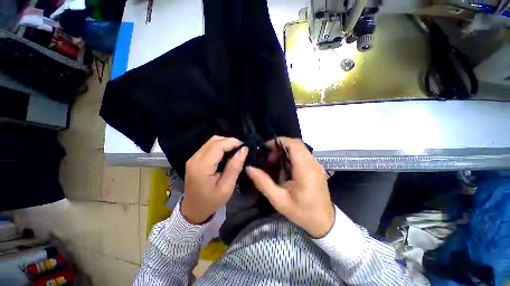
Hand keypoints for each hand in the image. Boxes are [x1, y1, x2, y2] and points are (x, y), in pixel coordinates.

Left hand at [182, 136, 247, 223]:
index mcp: (202, 166)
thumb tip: (243, 150)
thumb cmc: (211, 201)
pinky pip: (209, 147)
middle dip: (229, 141)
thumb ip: (234, 167)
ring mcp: (193, 158)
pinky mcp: (195, 159)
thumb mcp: (226, 187)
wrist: (193, 210)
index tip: (244, 147)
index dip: (232, 142)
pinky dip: (220, 147)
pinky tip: (227, 154)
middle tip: (241, 149)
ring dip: (225, 143)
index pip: (217, 145)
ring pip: (211, 141)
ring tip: (235, 151)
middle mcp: (195, 158)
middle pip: (214, 140)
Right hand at [246, 137, 333, 237]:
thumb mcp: (279, 200)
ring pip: (299, 148)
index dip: (279, 141)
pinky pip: (302, 155)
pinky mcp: (316, 168)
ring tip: (274, 162)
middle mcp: (313, 164)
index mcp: (305, 170)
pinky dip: (291, 155)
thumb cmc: (302, 212)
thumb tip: (249, 168)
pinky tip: (283, 167)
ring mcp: (316, 165)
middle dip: (280, 146)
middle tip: (269, 157)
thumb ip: (263, 183)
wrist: (324, 221)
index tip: (266, 147)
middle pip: (296, 144)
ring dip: (285, 150)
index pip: (295, 145)